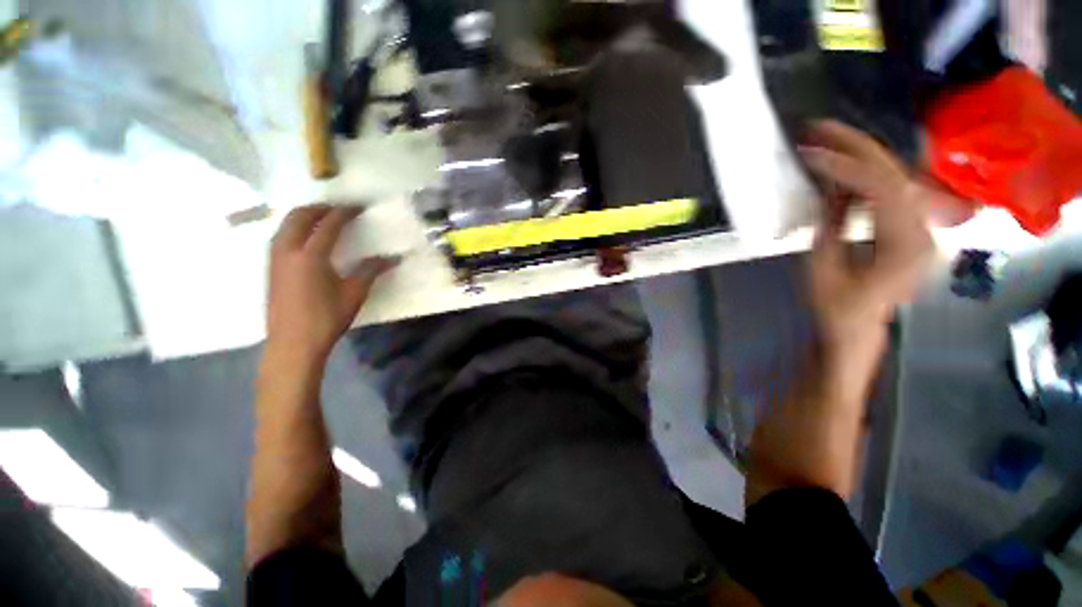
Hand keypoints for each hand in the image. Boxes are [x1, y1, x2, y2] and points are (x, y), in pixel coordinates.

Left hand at [266, 205, 397, 362]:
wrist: (293, 344)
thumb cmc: (327, 318)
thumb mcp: (354, 293)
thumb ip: (371, 270)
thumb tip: (393, 258)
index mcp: (311, 256)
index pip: (328, 224)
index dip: (344, 212)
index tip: (358, 206)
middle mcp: (288, 251)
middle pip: (299, 217)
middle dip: (319, 208)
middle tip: (338, 208)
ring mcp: (276, 259)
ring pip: (286, 225)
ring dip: (304, 216)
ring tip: (322, 217)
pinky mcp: (271, 268)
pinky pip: (280, 236)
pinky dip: (294, 228)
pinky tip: (305, 237)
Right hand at [798, 121, 933, 363]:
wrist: (857, 328)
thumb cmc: (836, 307)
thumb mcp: (822, 268)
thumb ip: (831, 223)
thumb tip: (831, 185)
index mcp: (905, 244)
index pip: (880, 189)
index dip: (843, 167)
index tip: (809, 153)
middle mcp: (923, 228)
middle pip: (894, 172)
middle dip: (855, 146)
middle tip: (818, 128)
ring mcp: (920, 226)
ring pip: (894, 175)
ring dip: (859, 153)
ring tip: (827, 137)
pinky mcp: (909, 226)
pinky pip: (889, 189)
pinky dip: (863, 172)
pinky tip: (841, 163)